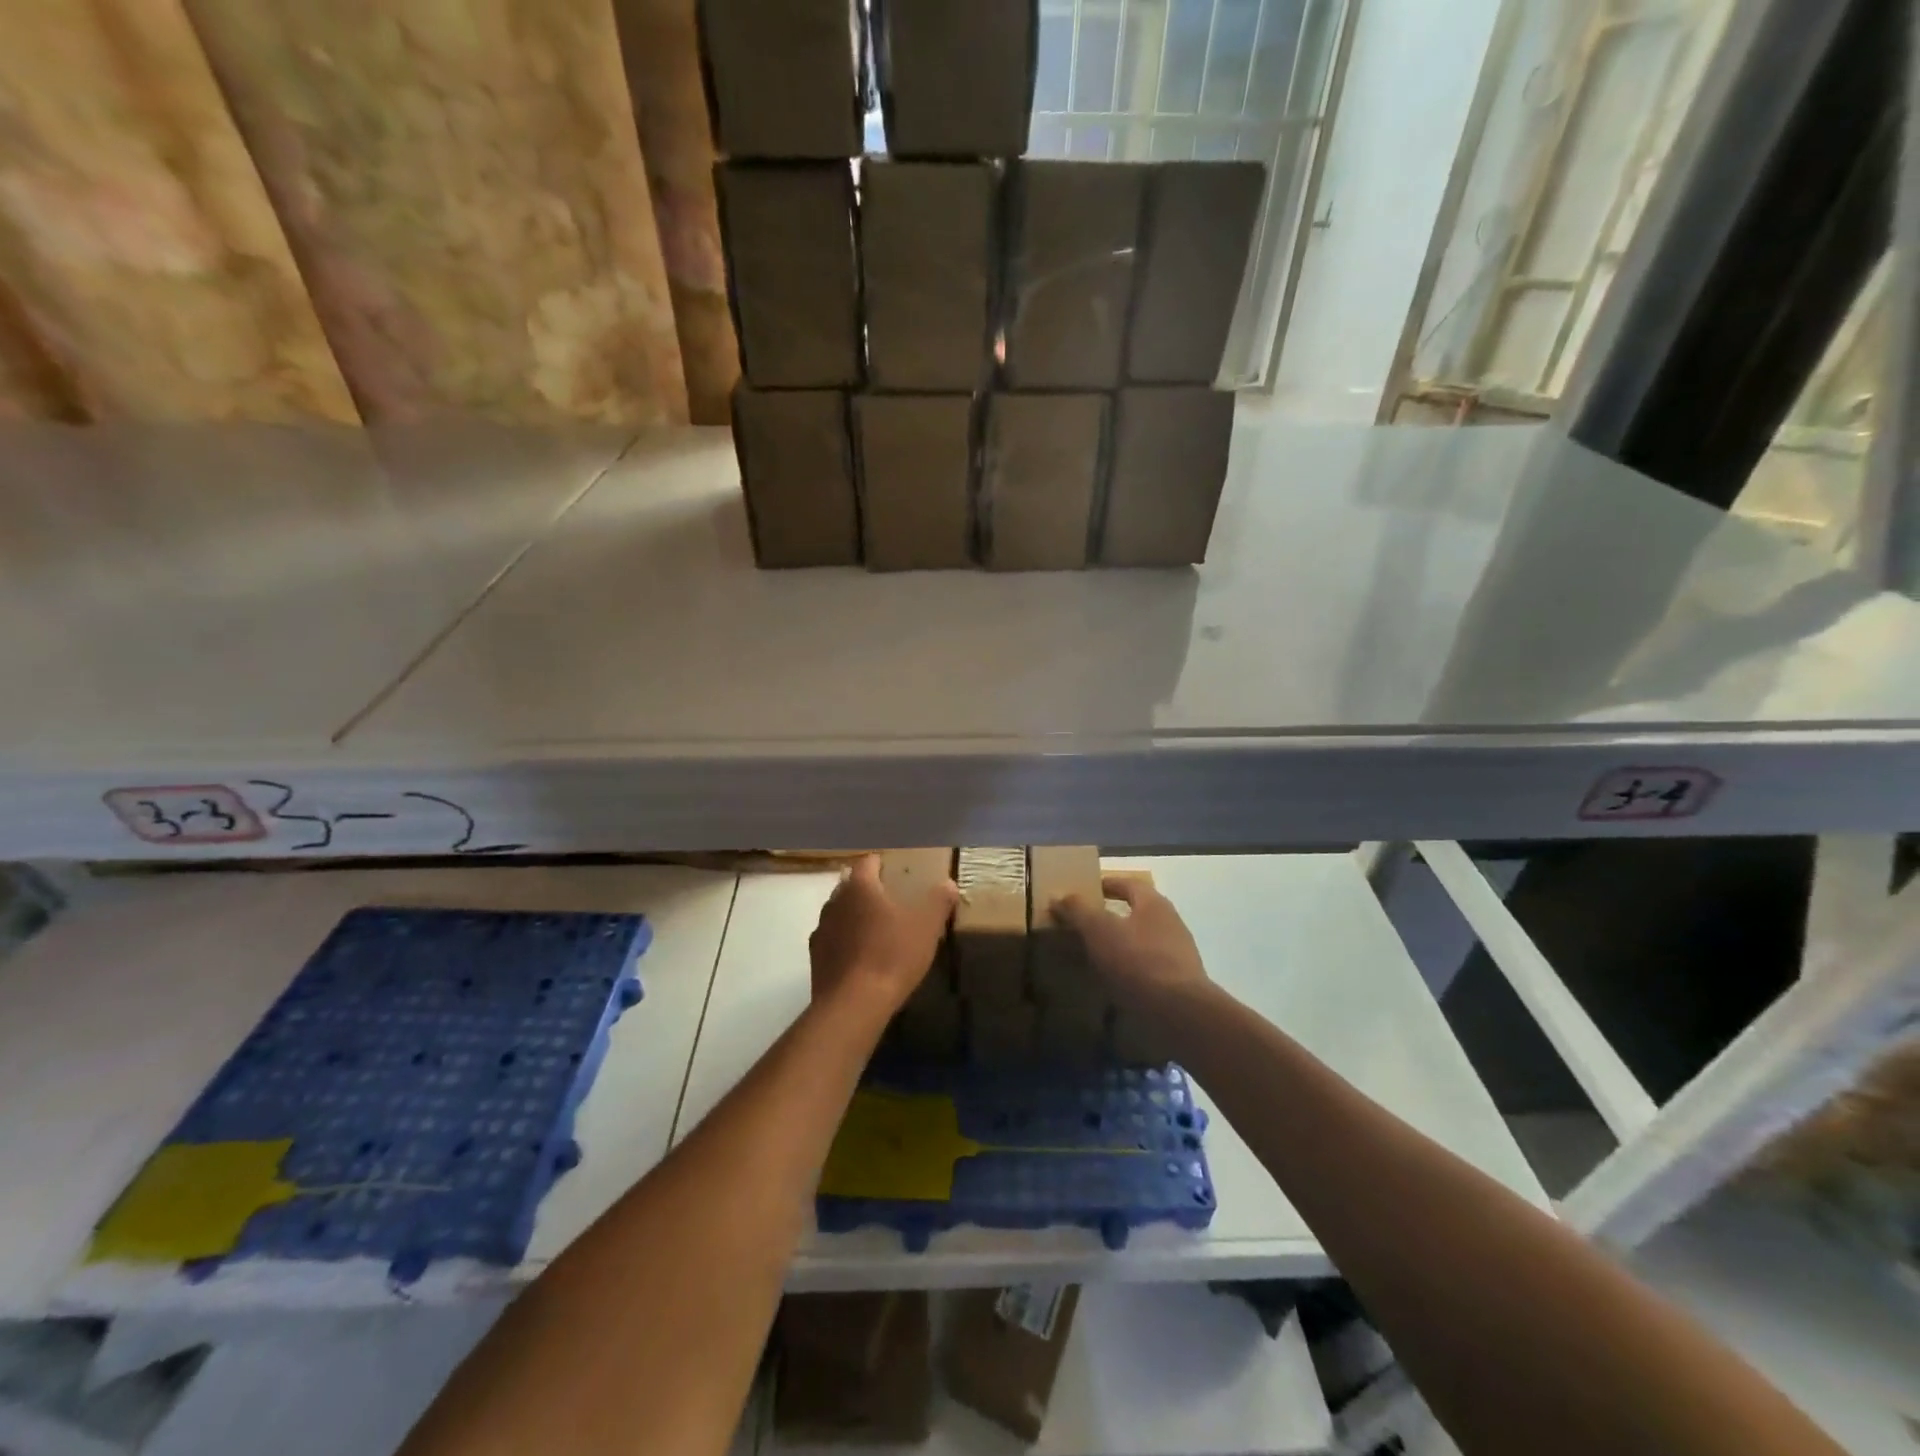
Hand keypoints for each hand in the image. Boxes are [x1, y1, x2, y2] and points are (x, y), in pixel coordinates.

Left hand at [809, 855, 958, 1017]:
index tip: (895, 871)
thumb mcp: (927, 926)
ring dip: (855, 917)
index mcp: (859, 887)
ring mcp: (821, 931)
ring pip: (839, 914)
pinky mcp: (816, 959)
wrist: (853, 1005)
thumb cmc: (892, 955)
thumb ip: (939, 901)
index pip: (867, 862)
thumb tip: (948, 884)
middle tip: (891, 901)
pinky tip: (862, 958)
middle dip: (868, 890)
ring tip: (877, 931)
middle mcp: (834, 902)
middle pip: (850, 886)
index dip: (881, 864)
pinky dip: (846, 943)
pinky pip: (833, 941)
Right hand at [1051, 875, 1210, 1010]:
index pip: (1128, 884)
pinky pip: (1147, 969)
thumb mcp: (1099, 929)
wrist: (1179, 1012)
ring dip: (1120, 946)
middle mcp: (1171, 924)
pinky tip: (1113, 984)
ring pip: (1142, 942)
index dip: (1106, 884)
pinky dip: (1129, 971)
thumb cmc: (1138, 959)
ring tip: (1093, 957)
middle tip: (1084, 925)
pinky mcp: (1179, 984)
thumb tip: (1059, 896)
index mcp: (1154, 904)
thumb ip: (1078, 910)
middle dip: (1111, 917)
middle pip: (1137, 913)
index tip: (1086, 890)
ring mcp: (1178, 955)